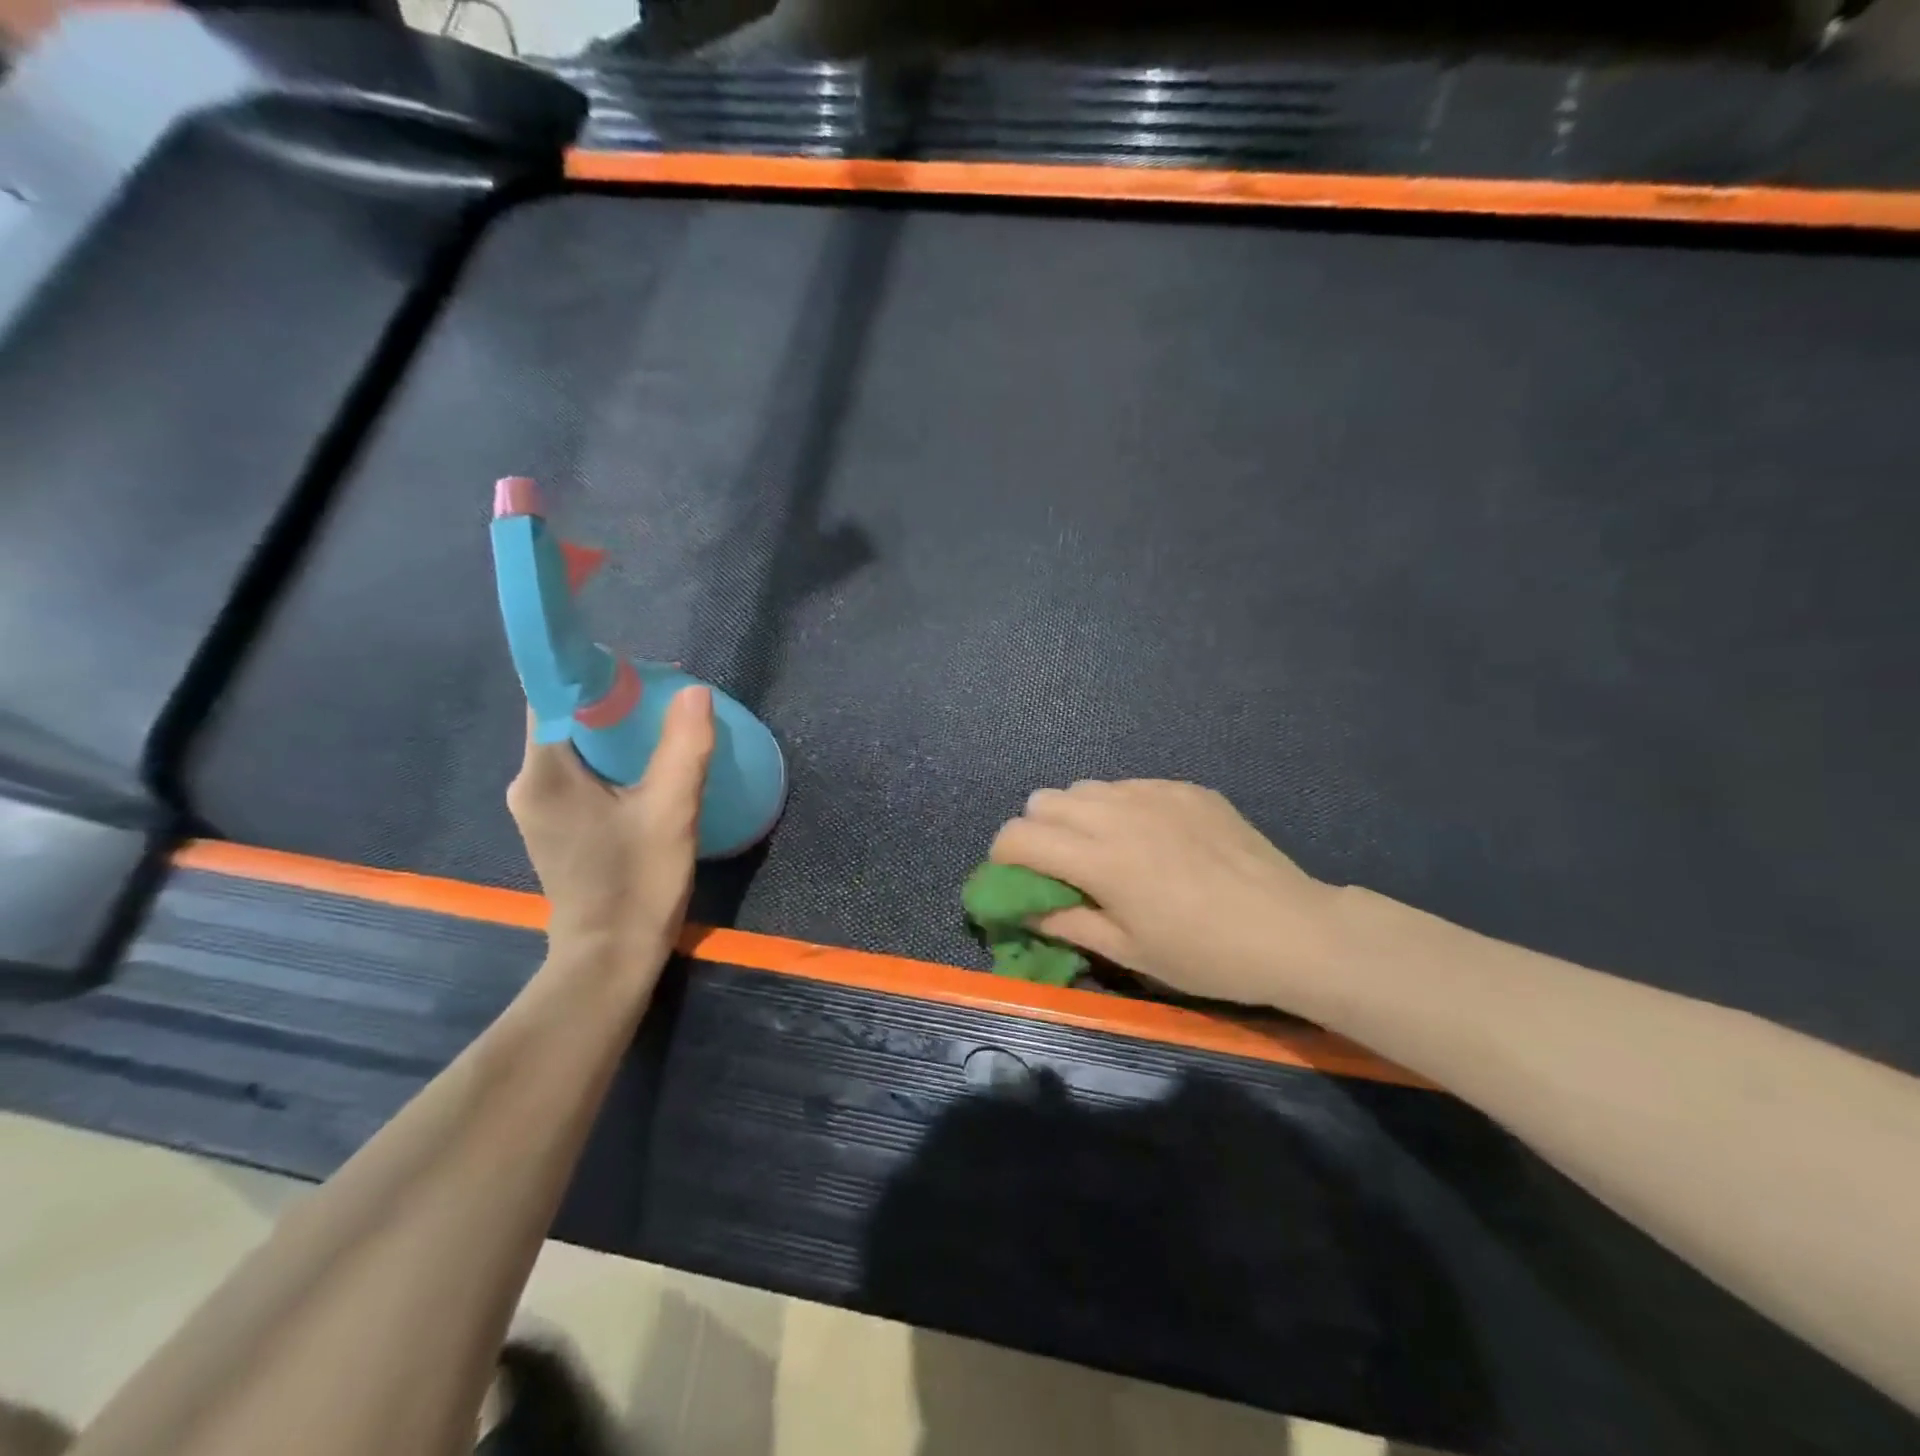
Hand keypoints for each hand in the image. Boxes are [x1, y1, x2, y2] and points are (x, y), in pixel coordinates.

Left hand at [507, 687, 715, 992]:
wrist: (611, 959)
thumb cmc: (638, 883)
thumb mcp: (671, 811)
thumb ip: (683, 747)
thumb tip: (694, 691)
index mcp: (544, 772)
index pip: (554, 696)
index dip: (593, 674)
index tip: (640, 671)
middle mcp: (528, 783)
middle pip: (565, 719)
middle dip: (612, 702)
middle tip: (664, 698)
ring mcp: (538, 808)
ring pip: (575, 747)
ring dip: (614, 732)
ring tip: (663, 727)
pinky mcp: (555, 826)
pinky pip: (580, 772)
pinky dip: (611, 760)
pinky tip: (648, 768)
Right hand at [989, 780, 1340, 1008]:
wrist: (1291, 928)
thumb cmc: (1205, 954)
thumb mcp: (1129, 951)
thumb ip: (1067, 922)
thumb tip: (1023, 910)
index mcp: (1099, 857)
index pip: (1019, 835)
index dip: (1003, 858)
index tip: (1017, 882)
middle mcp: (1117, 812)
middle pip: (1043, 800)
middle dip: (1037, 833)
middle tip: (1062, 869)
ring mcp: (1154, 792)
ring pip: (1086, 787)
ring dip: (1077, 816)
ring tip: (1106, 851)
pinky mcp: (1185, 788)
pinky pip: (1130, 786)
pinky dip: (1121, 808)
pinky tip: (1154, 840)